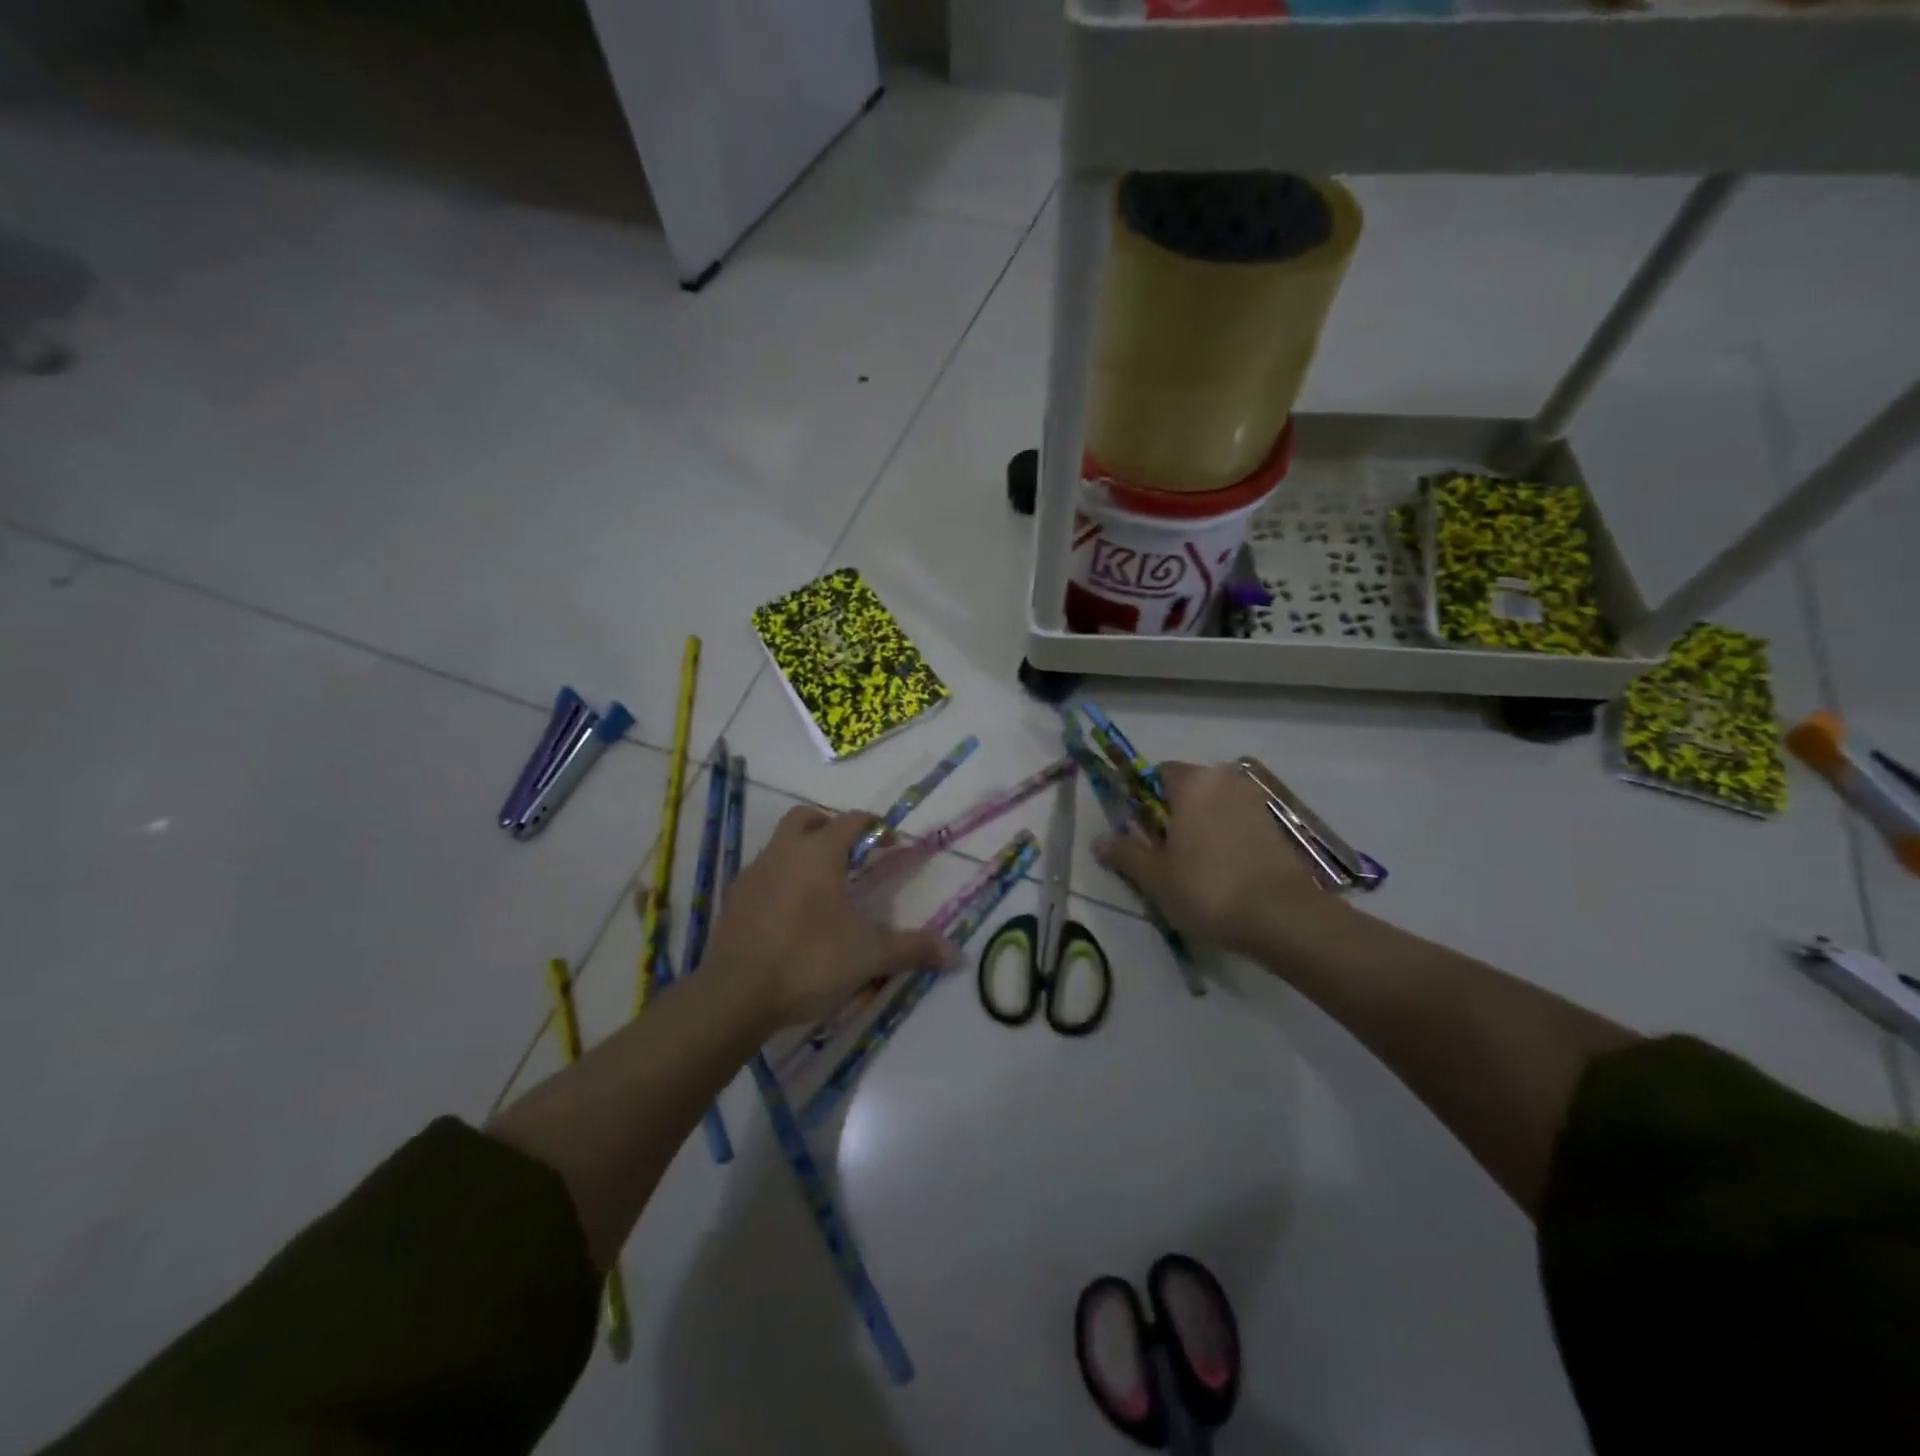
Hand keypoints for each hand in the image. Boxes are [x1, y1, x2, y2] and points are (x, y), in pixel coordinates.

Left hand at [703, 805, 954, 1028]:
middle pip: (806, 819)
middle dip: (829, 827)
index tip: (889, 844)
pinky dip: (780, 879)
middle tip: (850, 854)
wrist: (735, 995)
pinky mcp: (733, 899)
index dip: (874, 827)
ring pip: (780, 844)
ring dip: (802, 852)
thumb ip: (913, 949)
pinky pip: (762, 874)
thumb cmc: (809, 961)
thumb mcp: (869, 956)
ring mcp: (753, 873)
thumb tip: (959, 955)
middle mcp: (784, 852)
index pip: (851, 821)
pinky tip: (791, 913)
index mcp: (819, 853)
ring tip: (822, 888)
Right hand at [1093, 761, 1349, 953]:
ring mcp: (1256, 802)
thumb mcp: (1154, 875)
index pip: (1159, 773)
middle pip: (1189, 789)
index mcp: (1194, 782)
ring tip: (1192, 868)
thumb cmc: (1206, 887)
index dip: (1143, 799)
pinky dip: (1225, 839)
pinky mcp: (1276, 827)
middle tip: (1162, 854)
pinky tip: (1222, 873)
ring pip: (1215, 807)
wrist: (1282, 916)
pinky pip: (1237, 823)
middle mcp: (1226, 781)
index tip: (1139, 831)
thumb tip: (1099, 840)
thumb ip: (1124, 853)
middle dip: (1172, 814)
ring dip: (1200, 828)